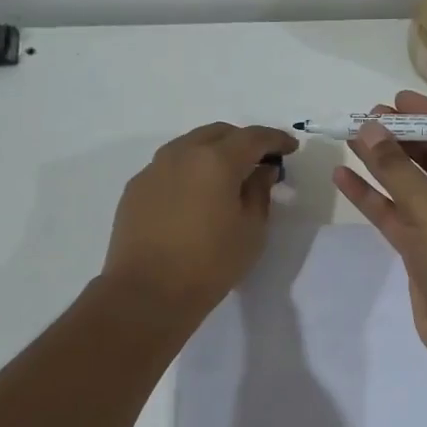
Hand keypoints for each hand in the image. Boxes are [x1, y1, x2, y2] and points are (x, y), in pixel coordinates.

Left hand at [103, 122, 297, 319]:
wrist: (147, 293)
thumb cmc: (210, 264)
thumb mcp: (251, 231)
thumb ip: (260, 192)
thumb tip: (262, 171)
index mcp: (216, 160)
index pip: (253, 137)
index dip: (276, 139)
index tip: (290, 148)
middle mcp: (182, 154)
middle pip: (218, 133)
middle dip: (243, 141)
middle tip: (259, 161)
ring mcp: (154, 169)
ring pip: (190, 145)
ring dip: (213, 152)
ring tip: (226, 176)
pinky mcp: (136, 188)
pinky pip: (169, 166)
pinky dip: (189, 170)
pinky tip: (195, 195)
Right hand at [332, 90, 426, 362]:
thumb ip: (398, 168)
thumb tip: (369, 127)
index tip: (396, 99)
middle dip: (401, 137)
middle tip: (366, 116)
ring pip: (411, 184)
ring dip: (382, 163)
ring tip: (350, 137)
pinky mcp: (423, 245)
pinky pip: (396, 212)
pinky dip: (373, 196)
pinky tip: (344, 177)